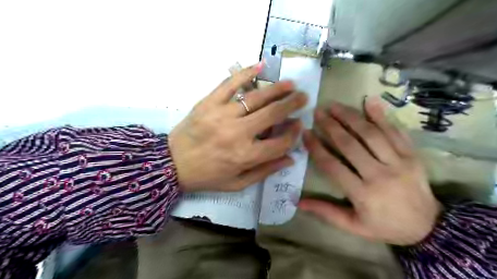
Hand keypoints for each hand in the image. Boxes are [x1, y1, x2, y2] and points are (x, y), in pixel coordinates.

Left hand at [169, 64, 306, 192]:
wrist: (172, 164)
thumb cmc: (207, 176)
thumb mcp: (237, 183)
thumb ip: (265, 171)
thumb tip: (290, 158)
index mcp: (245, 156)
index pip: (279, 143)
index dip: (293, 134)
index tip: (299, 125)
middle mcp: (237, 134)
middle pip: (272, 115)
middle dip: (292, 104)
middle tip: (303, 97)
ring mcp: (222, 115)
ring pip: (256, 98)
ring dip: (276, 89)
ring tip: (290, 84)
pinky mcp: (208, 103)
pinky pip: (229, 84)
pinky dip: (245, 73)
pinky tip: (259, 66)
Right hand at [300, 99, 439, 244]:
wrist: (429, 228)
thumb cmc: (385, 226)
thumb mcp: (353, 226)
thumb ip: (326, 212)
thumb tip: (298, 202)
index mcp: (363, 194)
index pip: (333, 166)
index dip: (316, 148)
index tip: (305, 133)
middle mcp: (380, 175)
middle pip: (350, 145)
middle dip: (331, 126)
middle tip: (318, 112)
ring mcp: (399, 163)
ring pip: (371, 134)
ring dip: (351, 117)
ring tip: (335, 106)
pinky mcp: (413, 156)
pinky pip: (396, 132)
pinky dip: (382, 116)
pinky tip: (370, 101)